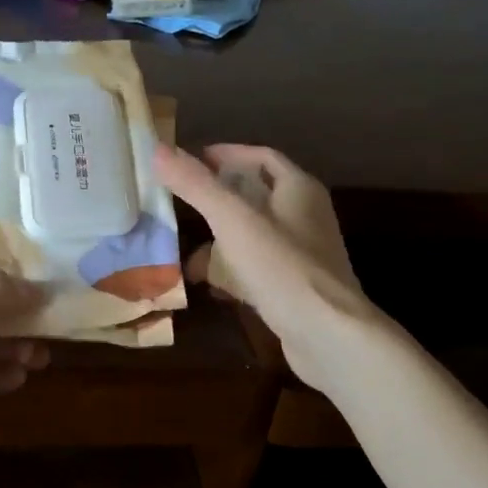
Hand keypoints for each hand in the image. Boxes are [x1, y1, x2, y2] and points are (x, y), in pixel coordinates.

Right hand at [154, 142, 390, 390]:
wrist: (330, 338)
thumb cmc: (283, 268)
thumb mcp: (234, 220)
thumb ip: (197, 185)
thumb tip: (158, 149)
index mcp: (299, 190)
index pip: (262, 157)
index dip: (228, 154)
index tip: (192, 158)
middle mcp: (305, 217)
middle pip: (257, 195)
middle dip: (218, 197)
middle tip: (180, 199)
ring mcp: (301, 255)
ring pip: (253, 235)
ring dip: (220, 238)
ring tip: (183, 244)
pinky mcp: (294, 289)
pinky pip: (255, 269)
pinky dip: (230, 270)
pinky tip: (206, 283)